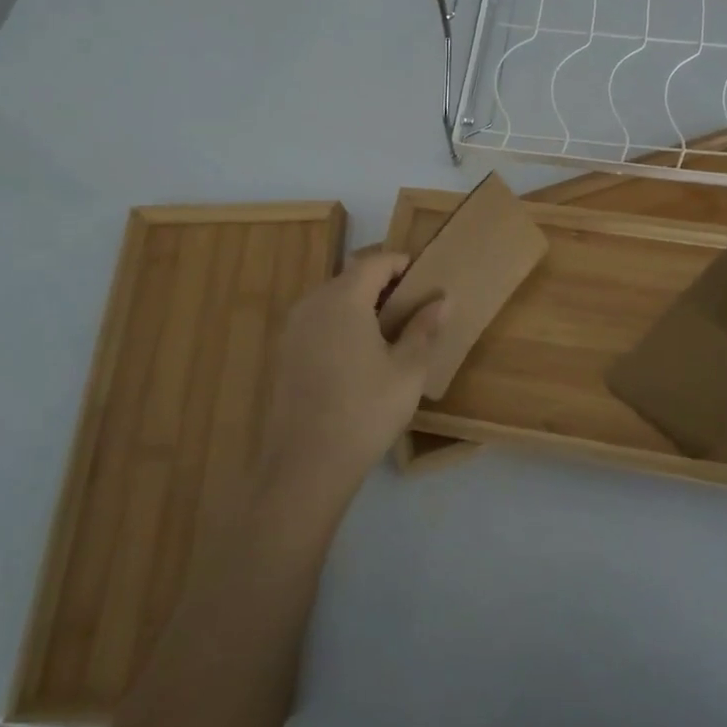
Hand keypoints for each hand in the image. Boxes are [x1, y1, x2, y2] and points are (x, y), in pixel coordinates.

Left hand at [258, 251, 446, 514]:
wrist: (306, 465)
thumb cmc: (365, 411)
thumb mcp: (408, 370)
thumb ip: (424, 328)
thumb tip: (442, 299)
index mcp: (343, 299)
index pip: (374, 261)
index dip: (401, 262)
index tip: (425, 276)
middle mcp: (312, 303)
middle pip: (350, 276)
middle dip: (381, 281)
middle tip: (412, 302)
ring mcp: (293, 329)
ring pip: (331, 298)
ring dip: (360, 302)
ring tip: (390, 327)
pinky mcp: (284, 354)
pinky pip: (318, 321)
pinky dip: (341, 322)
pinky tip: (359, 353)